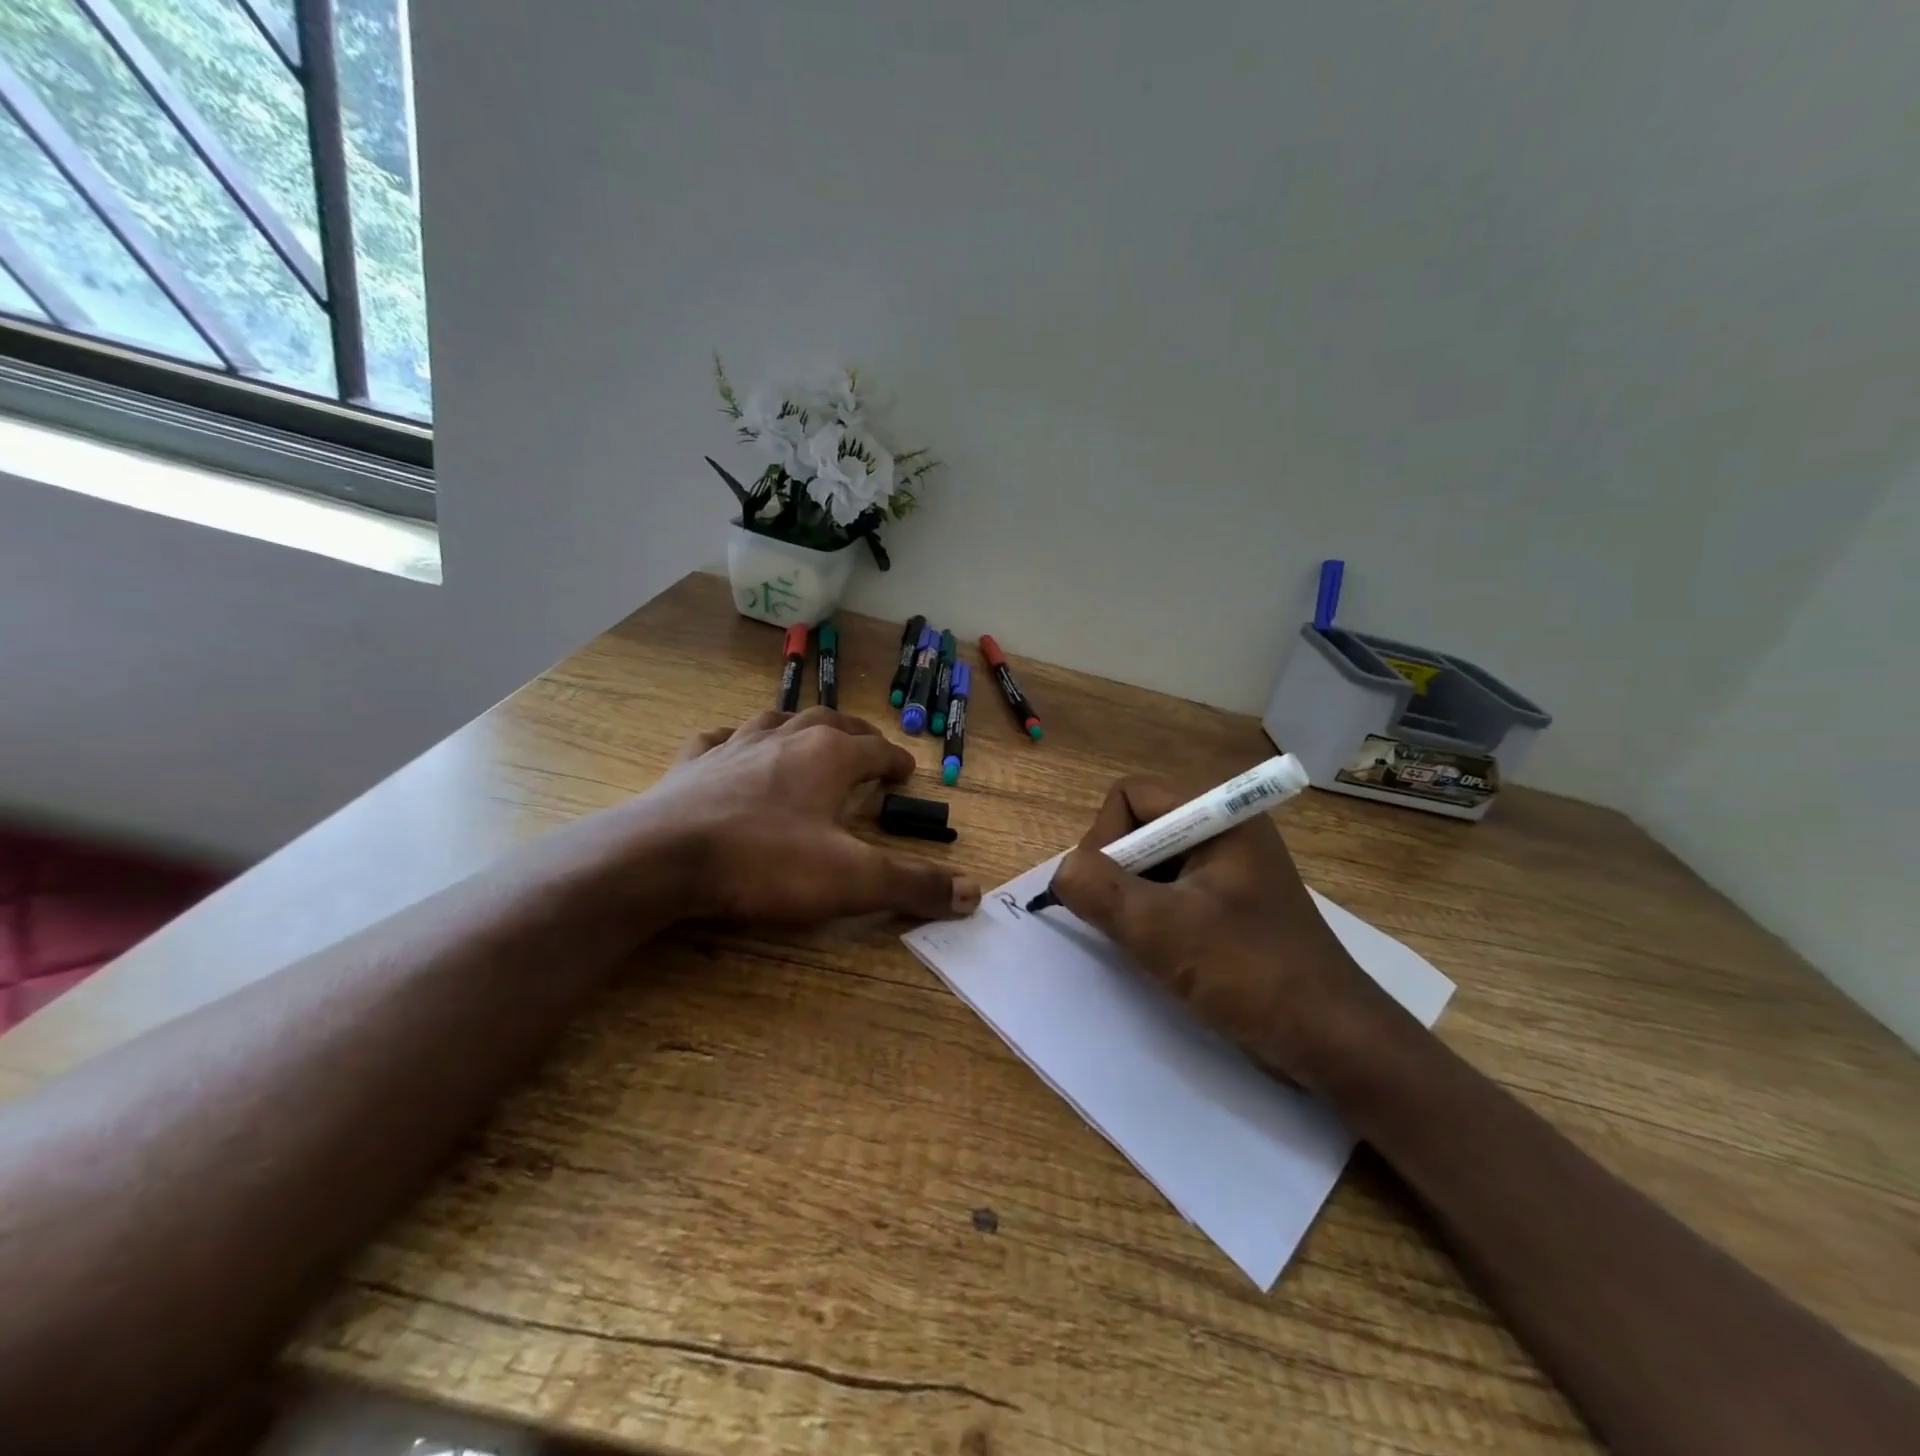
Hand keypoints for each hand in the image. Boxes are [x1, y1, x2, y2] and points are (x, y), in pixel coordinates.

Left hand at [623, 707, 980, 924]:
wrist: (663, 859)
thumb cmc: (765, 862)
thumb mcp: (851, 880)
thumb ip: (913, 885)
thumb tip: (974, 893)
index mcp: (829, 756)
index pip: (875, 749)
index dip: (895, 760)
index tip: (907, 770)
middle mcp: (786, 738)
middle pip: (830, 722)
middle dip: (855, 734)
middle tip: (868, 746)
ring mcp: (734, 745)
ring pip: (777, 721)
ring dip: (800, 726)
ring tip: (809, 735)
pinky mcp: (692, 763)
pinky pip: (718, 739)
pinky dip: (734, 740)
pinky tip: (730, 746)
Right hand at [1050, 777, 1405, 1090]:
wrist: (1334, 1043)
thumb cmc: (1250, 974)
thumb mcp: (1161, 930)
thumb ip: (1099, 890)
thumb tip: (1062, 872)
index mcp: (1220, 817)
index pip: (1131, 795)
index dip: (1105, 838)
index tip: (1109, 893)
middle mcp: (1225, 832)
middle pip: (1139, 828)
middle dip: (1118, 873)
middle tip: (1124, 922)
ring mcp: (1231, 871)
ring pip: (1152, 865)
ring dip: (1133, 901)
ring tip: (1144, 944)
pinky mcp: (1231, 907)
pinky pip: (1172, 893)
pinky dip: (1153, 918)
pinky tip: (1163, 955)